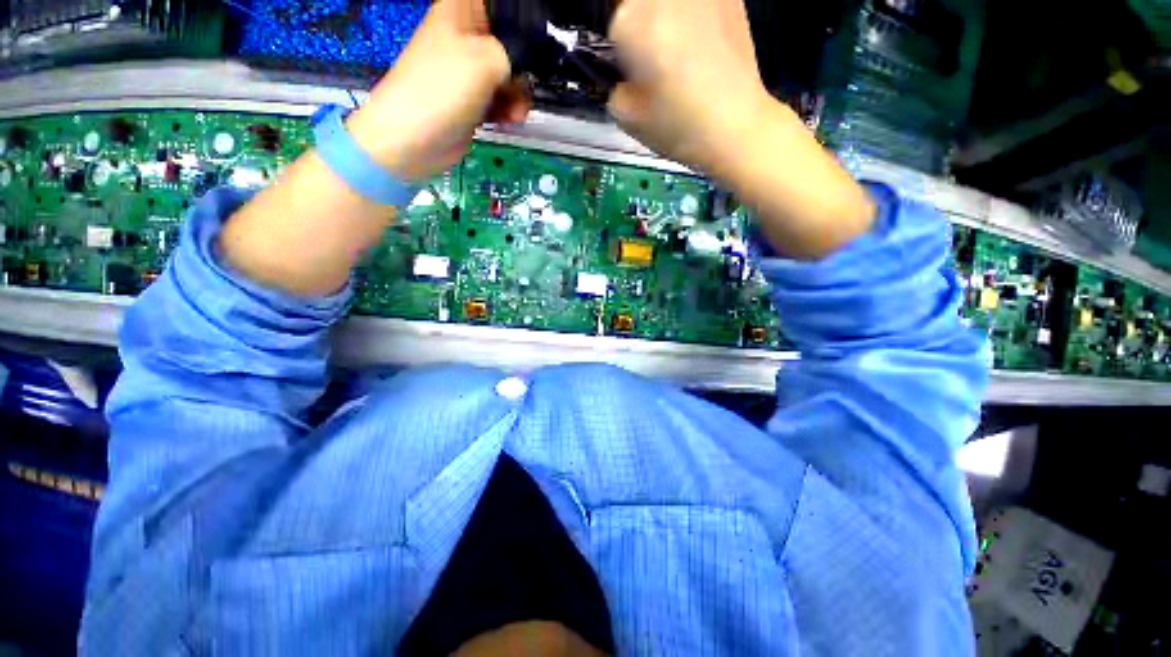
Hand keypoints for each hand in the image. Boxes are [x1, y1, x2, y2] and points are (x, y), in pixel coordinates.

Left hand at [345, 0, 530, 181]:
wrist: (414, 139)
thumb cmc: (442, 88)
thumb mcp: (487, 58)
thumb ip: (515, 53)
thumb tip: (524, 66)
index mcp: (461, 10)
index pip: (499, 6)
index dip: (520, 20)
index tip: (536, 39)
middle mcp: (466, 36)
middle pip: (509, 41)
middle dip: (524, 65)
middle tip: (527, 82)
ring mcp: (468, 70)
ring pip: (508, 74)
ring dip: (518, 94)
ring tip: (517, 111)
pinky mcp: (472, 100)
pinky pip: (500, 99)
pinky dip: (508, 109)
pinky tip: (511, 119)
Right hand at [608, 0, 873, 259]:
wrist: (736, 128)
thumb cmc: (679, 128)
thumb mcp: (628, 118)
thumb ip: (615, 87)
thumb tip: (622, 74)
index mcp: (633, 23)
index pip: (613, 25)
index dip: (621, 52)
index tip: (633, 73)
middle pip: (637, 5)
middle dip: (641, 27)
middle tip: (655, 60)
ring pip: (667, 3)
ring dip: (666, 20)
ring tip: (680, 53)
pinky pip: (697, 6)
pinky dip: (694, 18)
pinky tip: (703, 45)